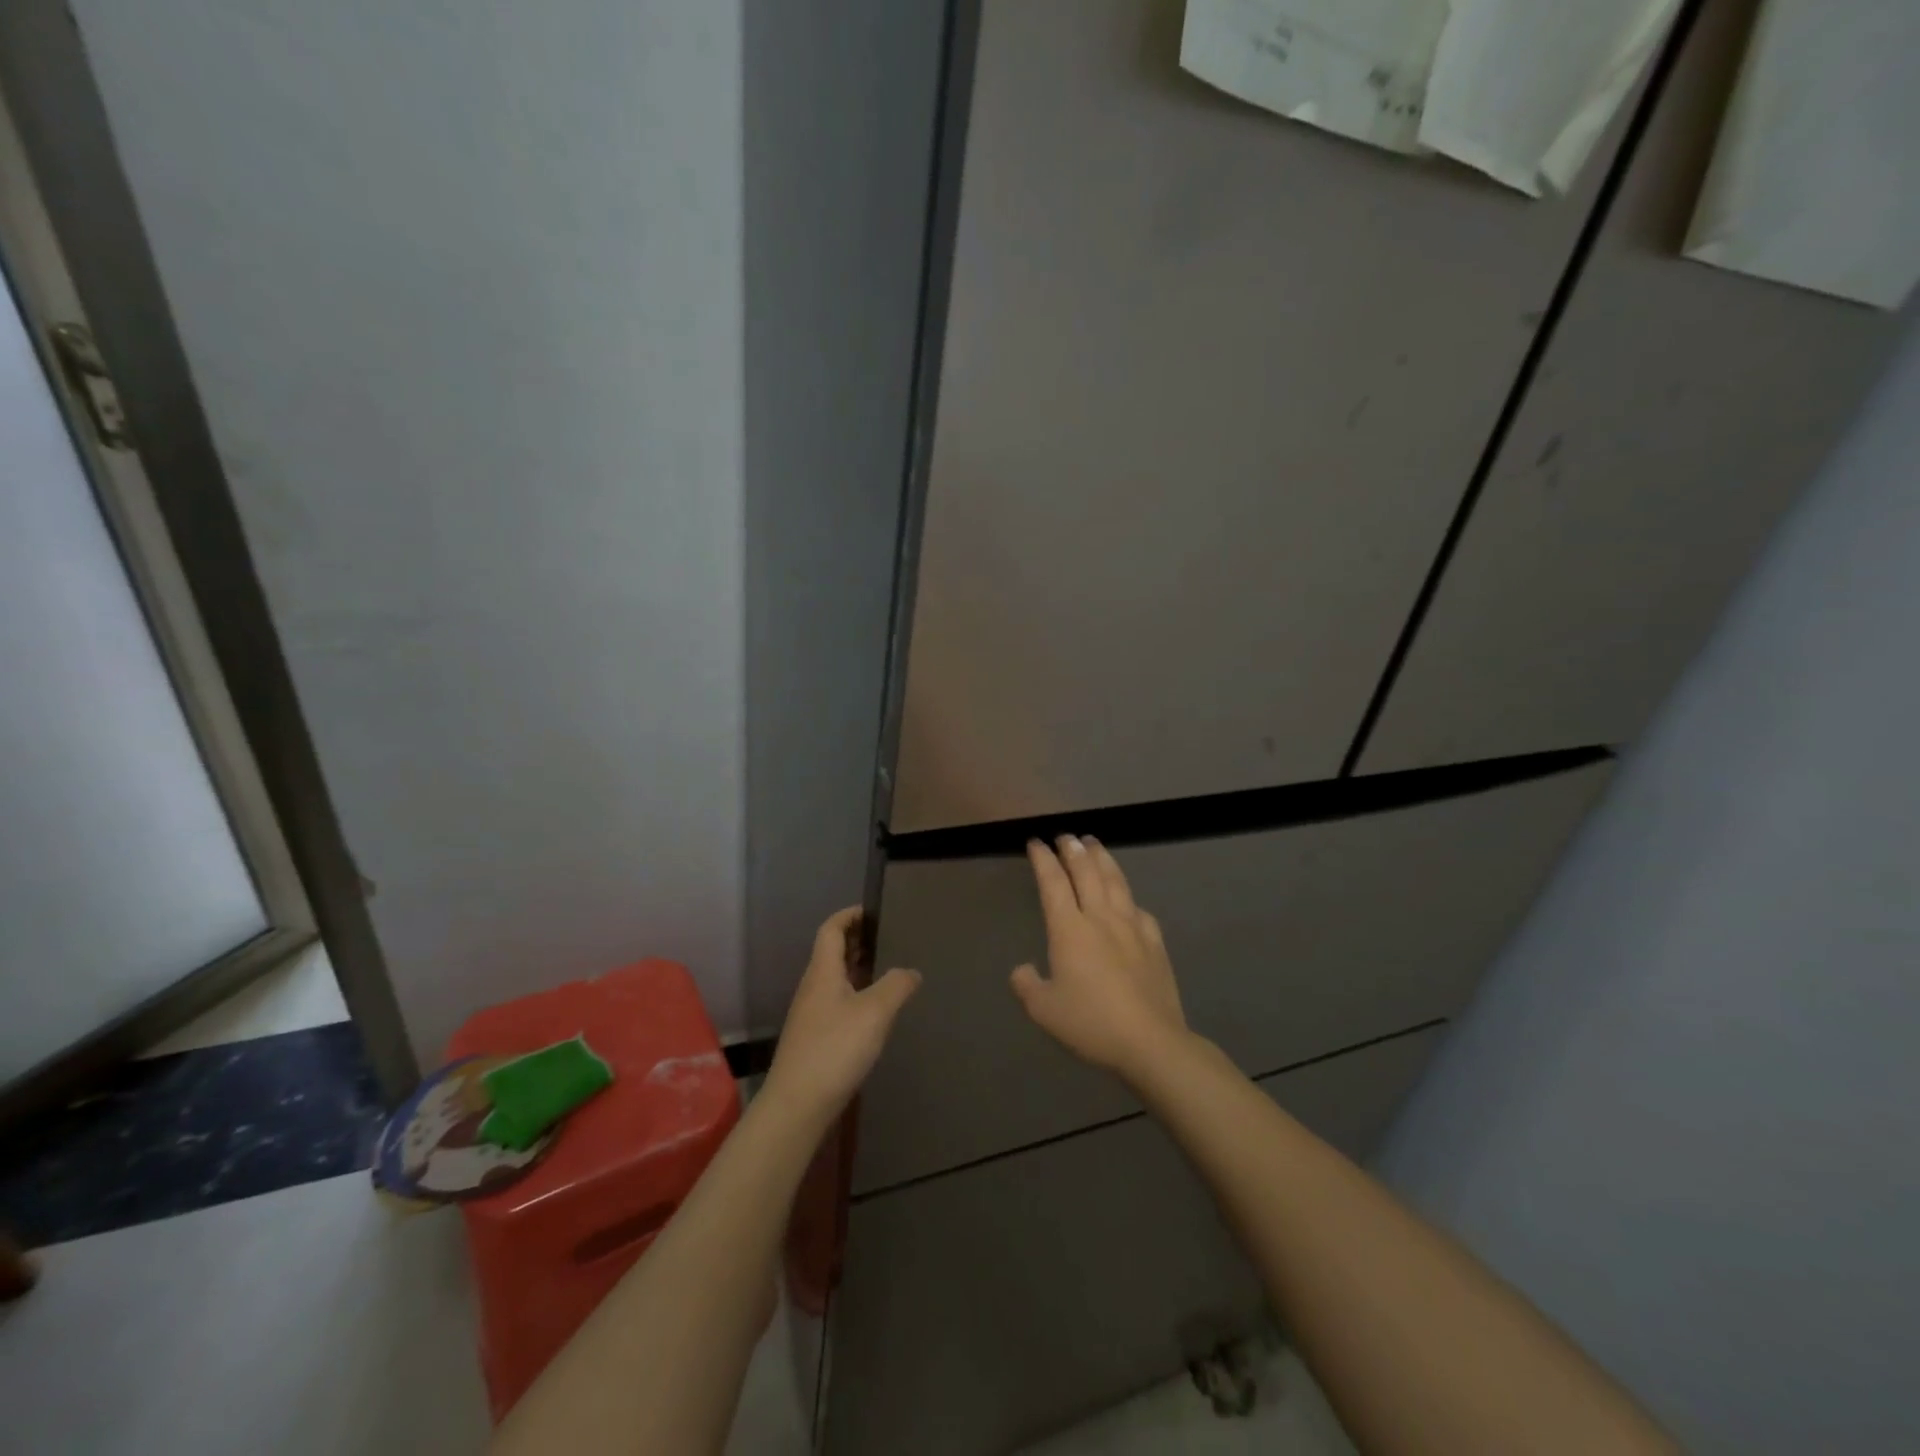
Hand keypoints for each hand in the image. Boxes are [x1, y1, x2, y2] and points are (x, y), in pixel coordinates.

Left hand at [763, 907, 920, 1129]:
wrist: (797, 1105)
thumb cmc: (835, 1048)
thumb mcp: (875, 1012)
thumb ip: (897, 985)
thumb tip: (911, 972)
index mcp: (822, 971)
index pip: (831, 929)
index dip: (849, 915)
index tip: (873, 911)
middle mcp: (812, 987)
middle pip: (831, 952)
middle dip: (857, 941)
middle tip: (888, 939)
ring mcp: (810, 1014)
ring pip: (834, 979)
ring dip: (857, 969)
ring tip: (887, 971)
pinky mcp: (813, 1038)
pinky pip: (836, 1002)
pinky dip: (855, 994)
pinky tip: (873, 1012)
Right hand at [1011, 837, 1188, 1081]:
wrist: (1150, 1042)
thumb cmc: (1091, 1023)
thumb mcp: (1043, 1010)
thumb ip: (1026, 985)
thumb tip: (1022, 969)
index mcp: (1069, 929)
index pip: (1053, 883)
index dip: (1043, 860)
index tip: (1036, 842)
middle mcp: (1100, 918)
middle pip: (1087, 873)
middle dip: (1073, 850)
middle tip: (1065, 836)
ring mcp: (1132, 928)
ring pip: (1116, 882)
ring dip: (1102, 859)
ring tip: (1094, 843)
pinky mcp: (1155, 943)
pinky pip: (1139, 910)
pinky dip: (1129, 897)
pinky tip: (1129, 899)